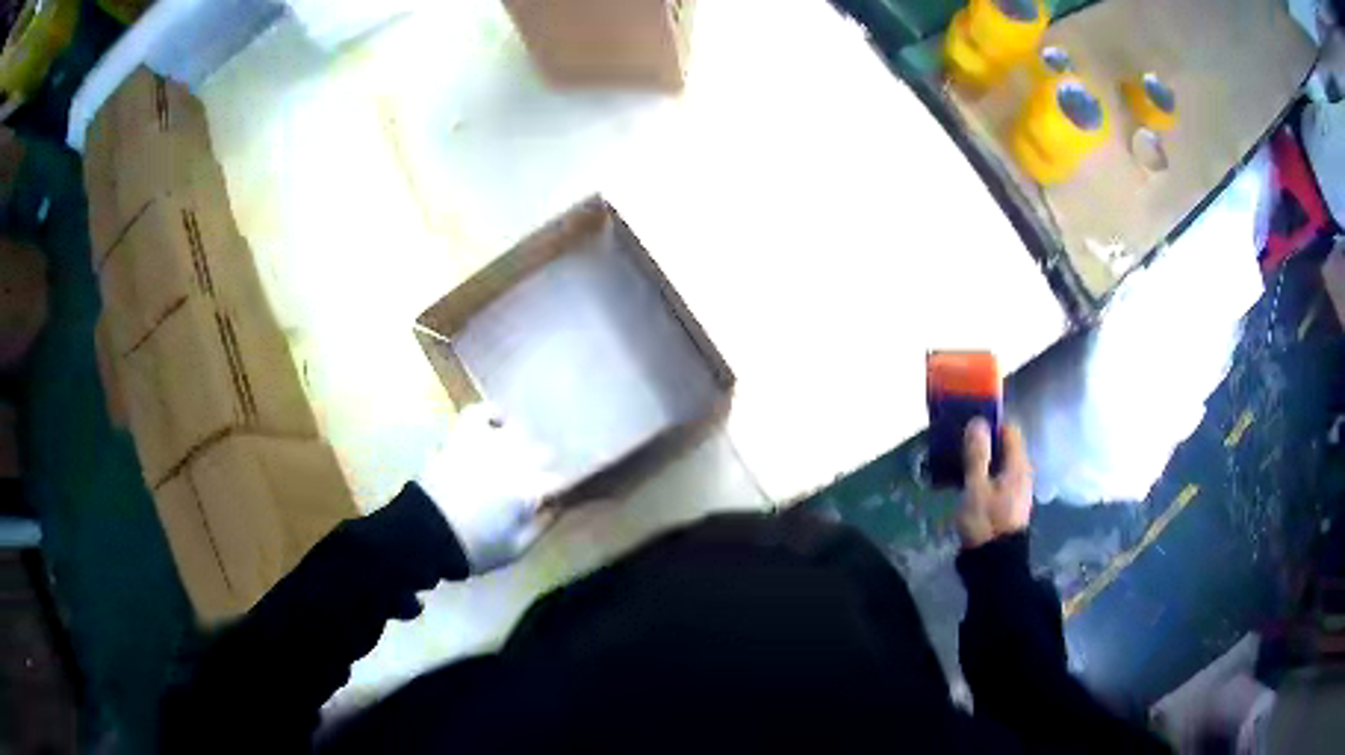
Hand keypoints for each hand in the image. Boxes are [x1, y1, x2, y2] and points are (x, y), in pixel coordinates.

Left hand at [416, 404, 563, 573]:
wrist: (427, 533)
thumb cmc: (475, 547)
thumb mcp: (516, 548)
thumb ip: (542, 525)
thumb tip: (557, 506)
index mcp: (531, 489)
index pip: (560, 479)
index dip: (559, 488)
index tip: (555, 496)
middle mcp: (515, 460)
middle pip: (543, 452)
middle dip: (541, 467)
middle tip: (532, 482)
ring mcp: (488, 443)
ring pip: (518, 431)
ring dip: (520, 444)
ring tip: (514, 456)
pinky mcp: (463, 434)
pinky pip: (483, 411)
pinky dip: (492, 414)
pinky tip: (496, 424)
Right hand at [956, 418, 1032, 549]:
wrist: (995, 565)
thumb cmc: (986, 523)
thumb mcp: (976, 487)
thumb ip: (977, 455)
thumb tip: (978, 421)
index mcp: (1018, 465)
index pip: (1009, 430)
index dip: (990, 424)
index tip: (967, 425)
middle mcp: (1022, 473)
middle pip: (1004, 447)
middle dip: (983, 442)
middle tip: (957, 445)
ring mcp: (1017, 489)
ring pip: (999, 464)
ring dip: (981, 460)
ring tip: (956, 463)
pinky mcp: (1009, 503)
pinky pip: (996, 479)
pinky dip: (983, 475)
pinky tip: (965, 483)